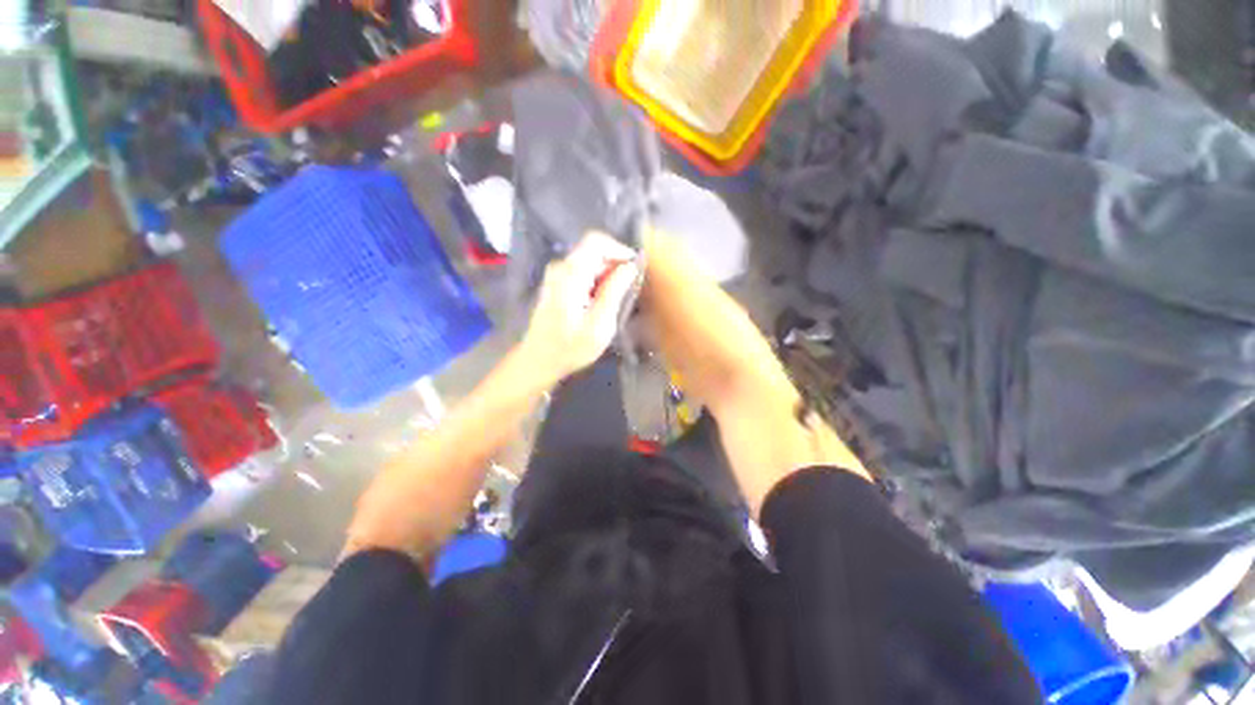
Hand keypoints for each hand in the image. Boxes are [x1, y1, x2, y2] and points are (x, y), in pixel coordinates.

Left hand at [521, 232, 640, 384]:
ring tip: (617, 299)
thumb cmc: (570, 348)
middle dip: (615, 265)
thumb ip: (614, 291)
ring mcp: (557, 275)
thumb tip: (630, 266)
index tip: (636, 270)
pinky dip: (598, 280)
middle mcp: (561, 267)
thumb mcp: (600, 324)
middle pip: (594, 250)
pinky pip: (583, 271)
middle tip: (629, 290)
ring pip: (590, 261)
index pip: (597, 241)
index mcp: (570, 275)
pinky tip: (602, 302)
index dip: (620, 250)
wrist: (539, 360)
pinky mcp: (557, 283)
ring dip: (608, 275)